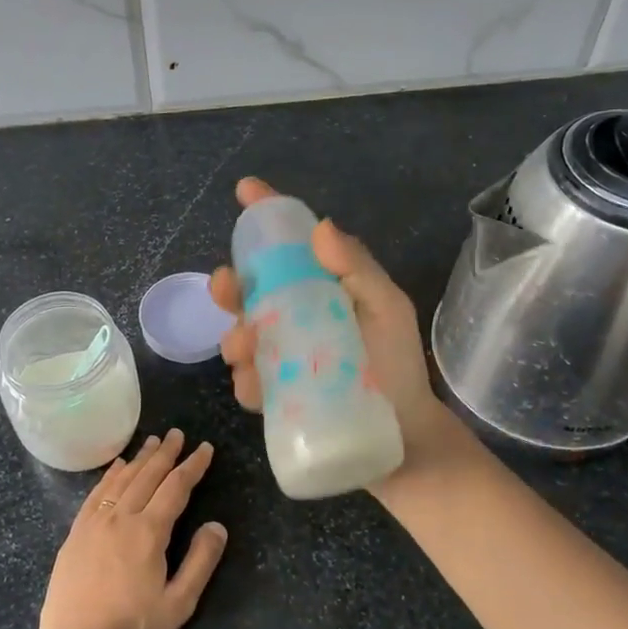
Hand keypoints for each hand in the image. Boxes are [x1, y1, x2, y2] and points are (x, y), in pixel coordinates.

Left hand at [36, 430, 227, 628]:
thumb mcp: (179, 604)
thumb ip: (200, 561)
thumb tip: (217, 525)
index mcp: (149, 532)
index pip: (176, 487)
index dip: (192, 466)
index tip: (205, 448)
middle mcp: (121, 518)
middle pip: (147, 476)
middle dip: (165, 453)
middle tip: (177, 433)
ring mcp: (94, 523)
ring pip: (121, 480)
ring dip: (139, 459)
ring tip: (152, 442)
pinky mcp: (76, 534)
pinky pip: (96, 494)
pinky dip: (110, 476)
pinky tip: (116, 467)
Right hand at [209, 178, 477, 502]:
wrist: (403, 439)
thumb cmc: (398, 367)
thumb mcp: (387, 311)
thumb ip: (360, 270)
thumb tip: (321, 227)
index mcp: (322, 288)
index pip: (290, 245)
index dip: (266, 214)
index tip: (245, 190)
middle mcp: (295, 317)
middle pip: (250, 291)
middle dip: (229, 285)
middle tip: (224, 286)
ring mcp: (281, 357)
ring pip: (240, 336)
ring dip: (233, 337)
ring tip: (245, 347)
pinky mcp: (274, 397)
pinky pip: (247, 383)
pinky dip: (246, 381)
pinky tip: (256, 387)